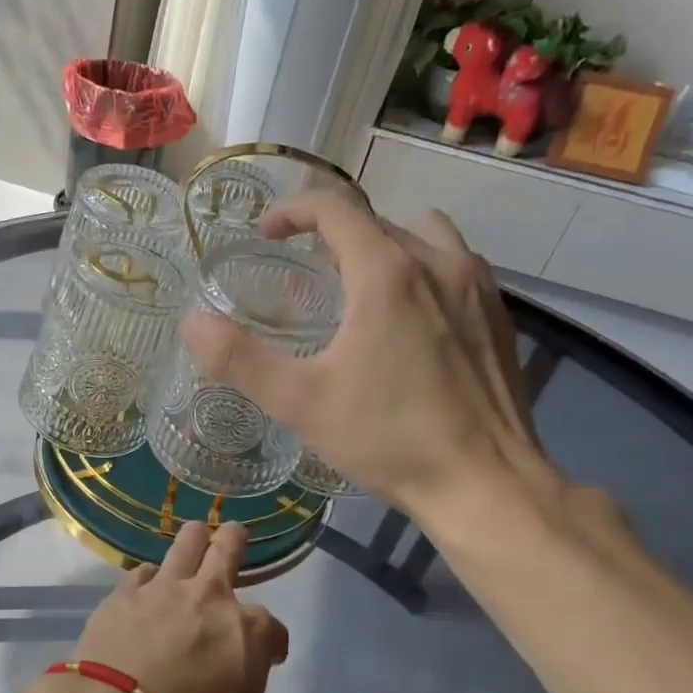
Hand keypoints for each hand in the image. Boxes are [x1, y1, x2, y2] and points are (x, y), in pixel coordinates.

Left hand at [68, 520, 287, 692]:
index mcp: (248, 632)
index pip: (273, 630)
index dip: (274, 644)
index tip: (270, 656)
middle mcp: (209, 598)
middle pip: (227, 552)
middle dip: (234, 541)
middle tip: (234, 534)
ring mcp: (162, 591)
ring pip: (184, 545)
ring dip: (194, 539)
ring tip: (196, 533)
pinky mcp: (122, 596)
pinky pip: (139, 573)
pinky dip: (147, 578)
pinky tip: (144, 585)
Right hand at [181, 191, 563, 539]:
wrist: (485, 484)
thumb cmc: (389, 438)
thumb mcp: (300, 402)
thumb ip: (240, 360)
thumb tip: (193, 322)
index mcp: (386, 273)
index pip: (336, 208)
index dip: (293, 210)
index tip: (266, 232)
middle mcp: (438, 263)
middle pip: (378, 221)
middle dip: (334, 234)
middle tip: (305, 270)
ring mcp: (478, 288)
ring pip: (425, 236)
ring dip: (386, 245)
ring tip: (362, 285)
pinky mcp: (499, 317)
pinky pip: (457, 266)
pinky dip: (424, 270)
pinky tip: (412, 319)